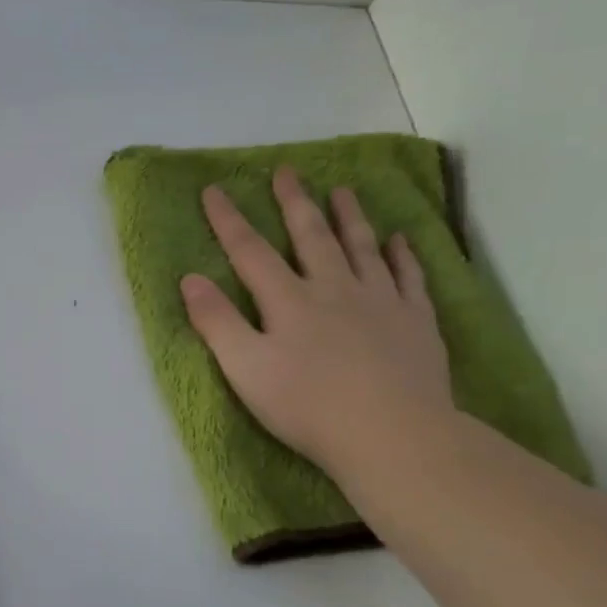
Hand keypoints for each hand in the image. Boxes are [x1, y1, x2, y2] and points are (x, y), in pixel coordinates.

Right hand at [180, 167, 453, 480]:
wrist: (393, 434)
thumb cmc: (307, 406)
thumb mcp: (245, 369)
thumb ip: (217, 322)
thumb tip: (190, 278)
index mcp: (289, 301)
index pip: (250, 252)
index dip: (228, 220)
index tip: (213, 190)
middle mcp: (334, 289)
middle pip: (311, 237)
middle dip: (294, 203)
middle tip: (287, 172)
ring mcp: (380, 301)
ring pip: (362, 247)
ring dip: (349, 217)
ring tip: (343, 190)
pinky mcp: (415, 321)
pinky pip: (409, 277)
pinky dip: (402, 255)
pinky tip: (398, 240)